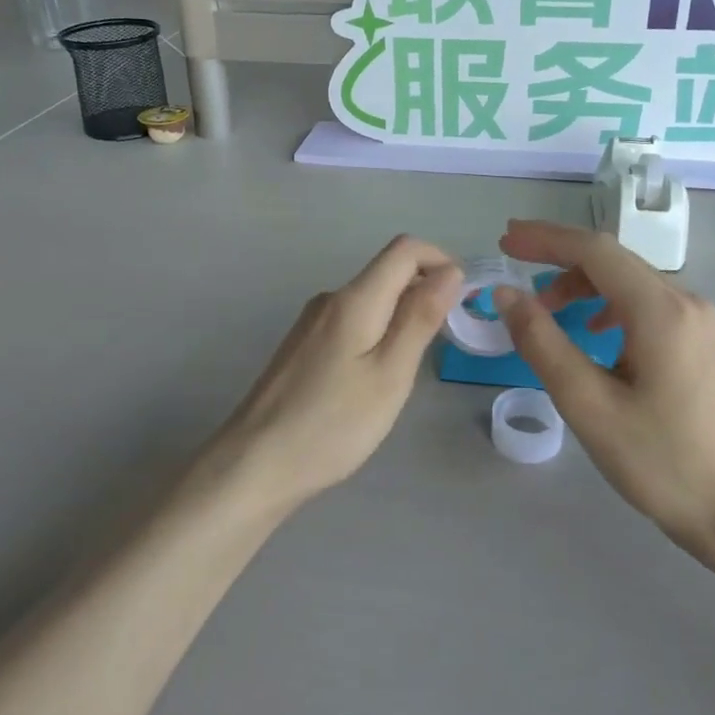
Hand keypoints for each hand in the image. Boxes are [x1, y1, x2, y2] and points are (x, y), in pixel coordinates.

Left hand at [209, 236, 462, 509]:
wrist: (255, 464)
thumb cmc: (332, 424)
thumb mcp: (390, 374)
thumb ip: (420, 318)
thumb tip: (450, 270)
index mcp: (353, 299)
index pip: (405, 249)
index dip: (441, 261)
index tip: (460, 302)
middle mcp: (330, 299)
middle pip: (387, 272)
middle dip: (424, 292)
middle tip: (440, 345)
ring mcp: (311, 323)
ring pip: (370, 300)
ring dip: (401, 317)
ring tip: (406, 372)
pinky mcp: (302, 346)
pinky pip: (351, 322)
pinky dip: (376, 334)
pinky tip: (372, 381)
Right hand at [492, 220, 714, 554]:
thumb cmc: (660, 461)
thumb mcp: (587, 404)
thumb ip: (542, 342)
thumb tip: (506, 295)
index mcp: (661, 310)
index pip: (595, 250)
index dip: (546, 239)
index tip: (505, 240)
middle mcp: (686, 301)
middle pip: (613, 259)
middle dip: (559, 255)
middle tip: (513, 261)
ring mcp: (699, 321)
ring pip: (629, 280)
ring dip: (582, 283)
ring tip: (544, 308)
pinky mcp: (700, 341)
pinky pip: (645, 303)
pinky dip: (607, 304)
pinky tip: (592, 331)